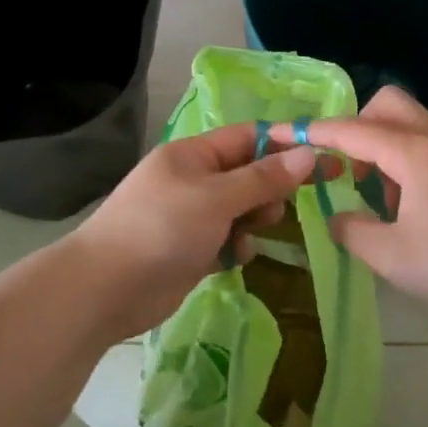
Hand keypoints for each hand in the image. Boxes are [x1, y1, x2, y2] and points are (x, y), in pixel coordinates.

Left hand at [63, 122, 317, 341]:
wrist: (105, 289)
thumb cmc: (162, 229)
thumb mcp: (217, 197)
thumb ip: (264, 178)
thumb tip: (309, 153)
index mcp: (193, 154)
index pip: (248, 137)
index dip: (284, 144)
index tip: (322, 157)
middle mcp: (193, 179)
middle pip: (247, 174)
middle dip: (269, 190)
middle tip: (279, 208)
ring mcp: (191, 215)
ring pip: (241, 209)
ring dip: (254, 220)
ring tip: (251, 234)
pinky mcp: (191, 249)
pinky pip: (228, 238)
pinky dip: (236, 246)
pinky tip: (233, 259)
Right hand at [272, 86, 427, 324]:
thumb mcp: (390, 256)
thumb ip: (352, 230)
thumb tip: (336, 216)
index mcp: (413, 153)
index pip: (352, 131)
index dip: (313, 132)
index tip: (281, 132)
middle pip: (387, 104)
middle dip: (356, 126)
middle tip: (344, 166)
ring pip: (410, 124)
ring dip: (382, 146)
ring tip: (377, 195)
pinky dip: (406, 160)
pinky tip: (410, 205)